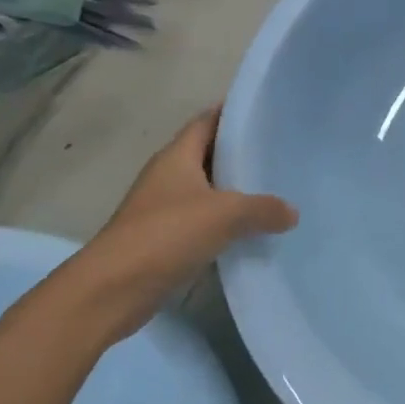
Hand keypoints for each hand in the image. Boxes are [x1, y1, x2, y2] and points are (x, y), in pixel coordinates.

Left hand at [54, 107, 296, 338]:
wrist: (112, 290)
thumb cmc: (166, 234)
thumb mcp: (225, 215)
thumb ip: (263, 208)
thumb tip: (292, 212)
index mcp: (176, 156)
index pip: (207, 121)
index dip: (233, 113)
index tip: (266, 114)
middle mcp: (167, 176)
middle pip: (208, 154)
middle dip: (240, 154)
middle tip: (279, 154)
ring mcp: (162, 208)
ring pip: (206, 190)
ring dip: (234, 192)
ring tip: (274, 191)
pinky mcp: (163, 240)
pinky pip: (201, 222)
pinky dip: (224, 223)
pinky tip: (250, 231)